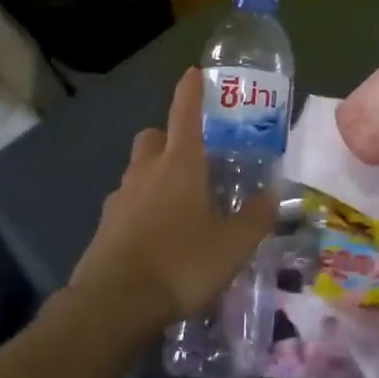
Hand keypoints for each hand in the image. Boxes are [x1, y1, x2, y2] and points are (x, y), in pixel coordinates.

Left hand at [69, 67, 276, 331]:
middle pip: (153, 137)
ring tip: (179, 203)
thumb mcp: (233, 244)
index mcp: (180, 165)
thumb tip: (274, 193)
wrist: (114, 304)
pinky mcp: (104, 227)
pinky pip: (126, 204)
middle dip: (169, 137)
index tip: (194, 73)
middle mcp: (146, 172)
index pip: (185, 114)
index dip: (191, 92)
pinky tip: (157, 236)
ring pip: (137, 171)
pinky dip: (141, 208)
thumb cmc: (181, 263)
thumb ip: (256, 217)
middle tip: (192, 157)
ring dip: (154, 174)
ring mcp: (120, 199)